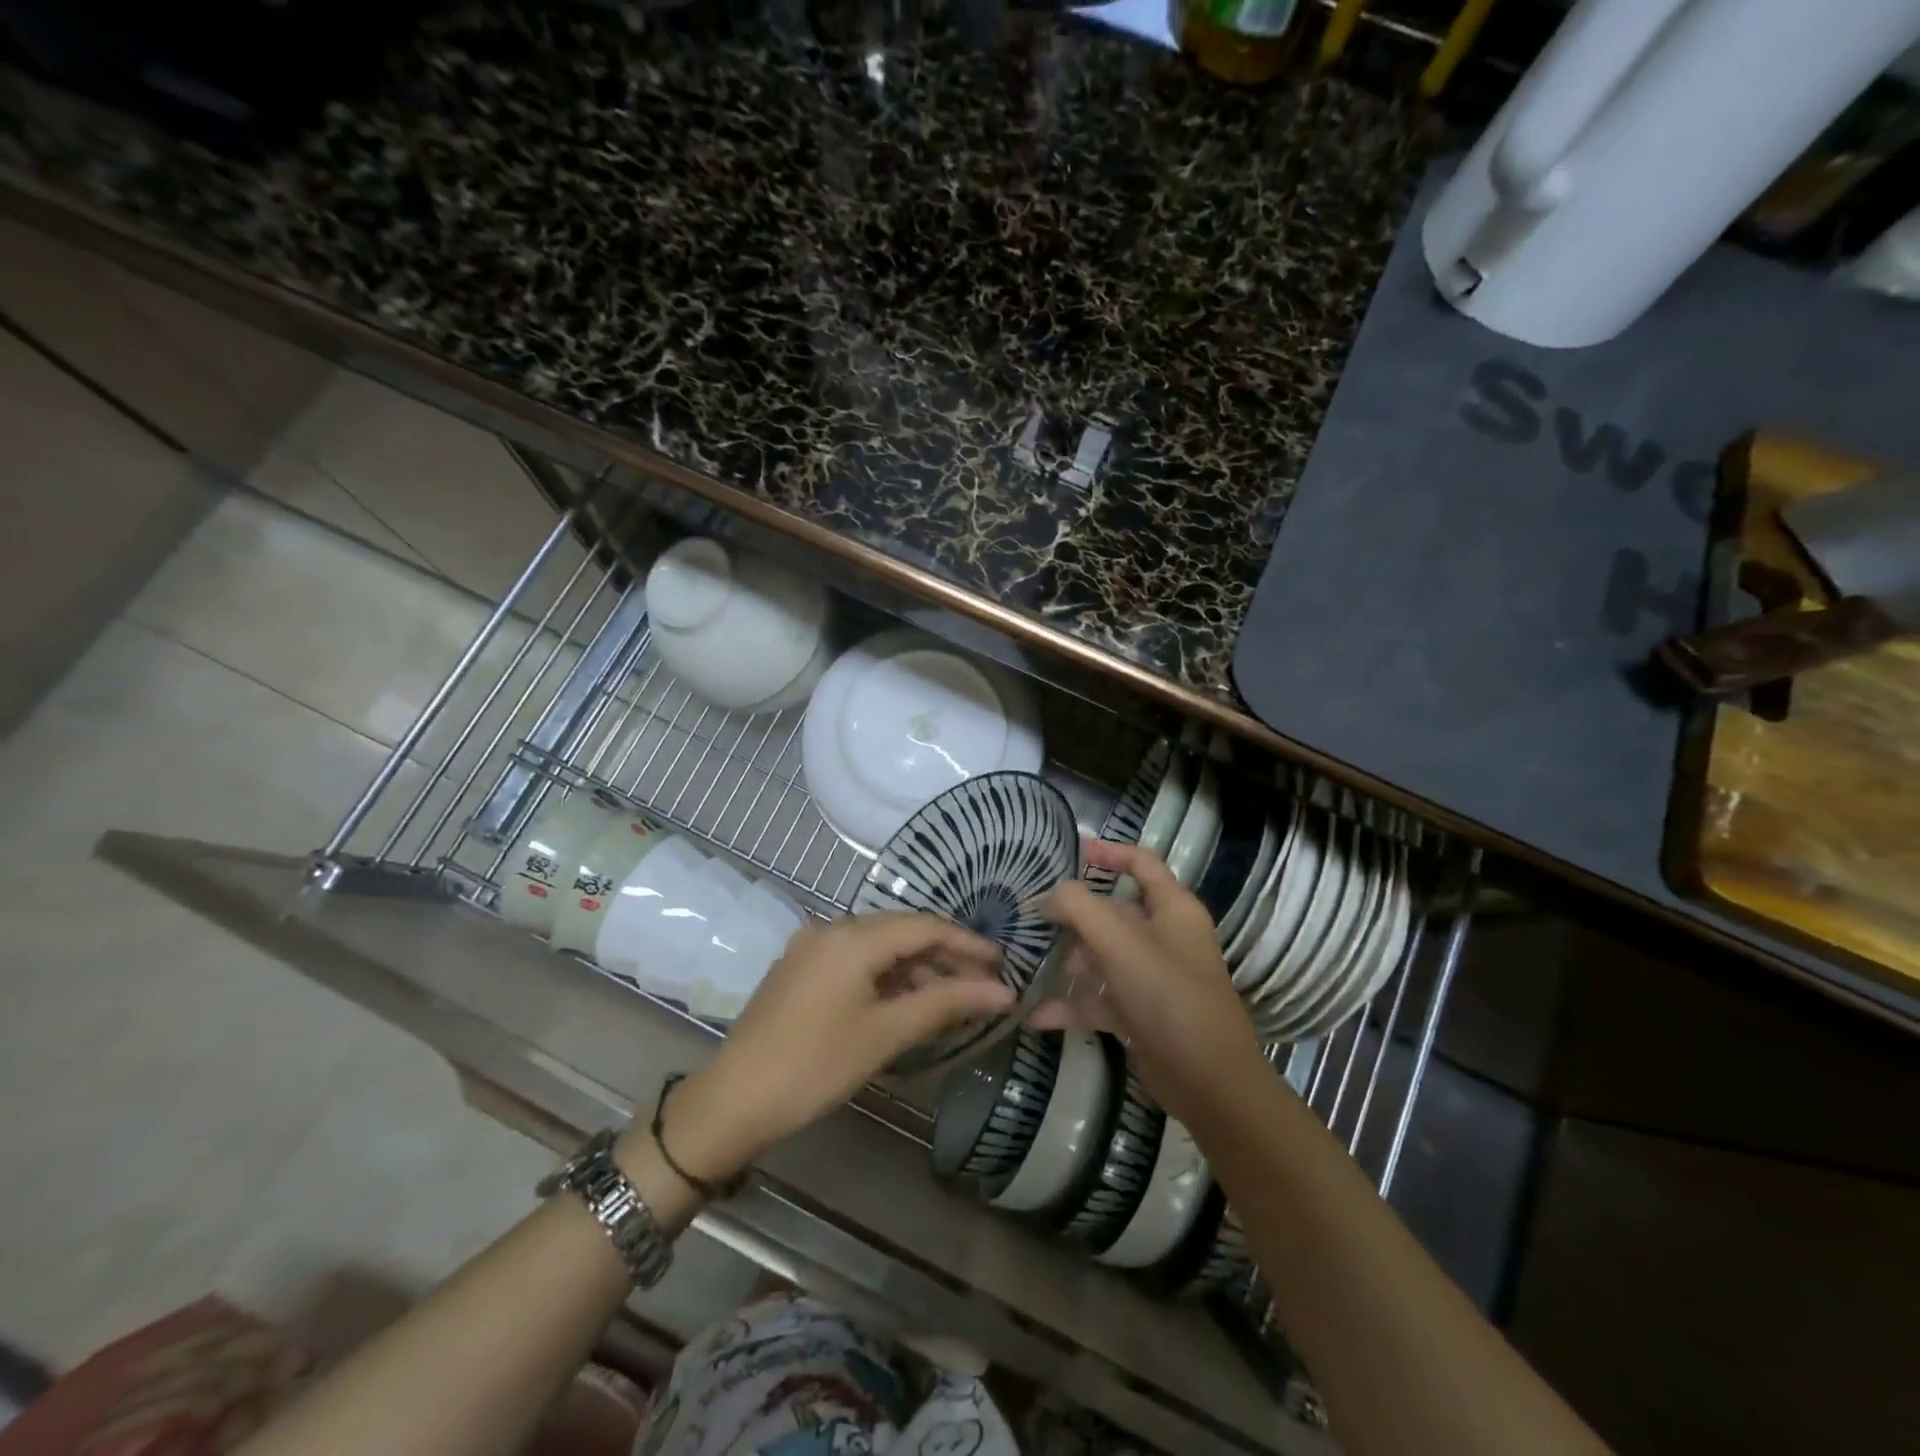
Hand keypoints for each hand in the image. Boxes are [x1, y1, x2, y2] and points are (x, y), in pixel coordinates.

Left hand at [656, 913, 1012, 1183]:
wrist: (732, 1101)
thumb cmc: (815, 1066)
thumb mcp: (885, 1034)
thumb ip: (945, 1003)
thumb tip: (1003, 992)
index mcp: (852, 937)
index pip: (924, 926)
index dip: (967, 943)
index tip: (1002, 964)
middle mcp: (831, 929)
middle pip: (902, 932)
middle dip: (945, 956)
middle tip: (983, 985)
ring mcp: (811, 947)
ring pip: (879, 947)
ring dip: (916, 969)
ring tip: (951, 999)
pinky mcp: (800, 969)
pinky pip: (856, 961)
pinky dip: (886, 977)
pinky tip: (906, 1002)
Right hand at [1038, 841, 1267, 1127]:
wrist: (1209, 1084)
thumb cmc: (1169, 998)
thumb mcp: (1120, 944)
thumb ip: (1080, 909)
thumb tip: (1050, 894)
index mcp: (1173, 909)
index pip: (1142, 864)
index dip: (1109, 853)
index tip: (1069, 853)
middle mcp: (1164, 938)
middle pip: (1113, 913)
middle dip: (1072, 916)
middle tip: (1029, 919)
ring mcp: (1152, 979)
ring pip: (1101, 957)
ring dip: (1067, 962)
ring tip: (1025, 966)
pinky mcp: (1140, 1015)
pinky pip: (1099, 999)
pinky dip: (1071, 1005)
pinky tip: (1035, 1015)